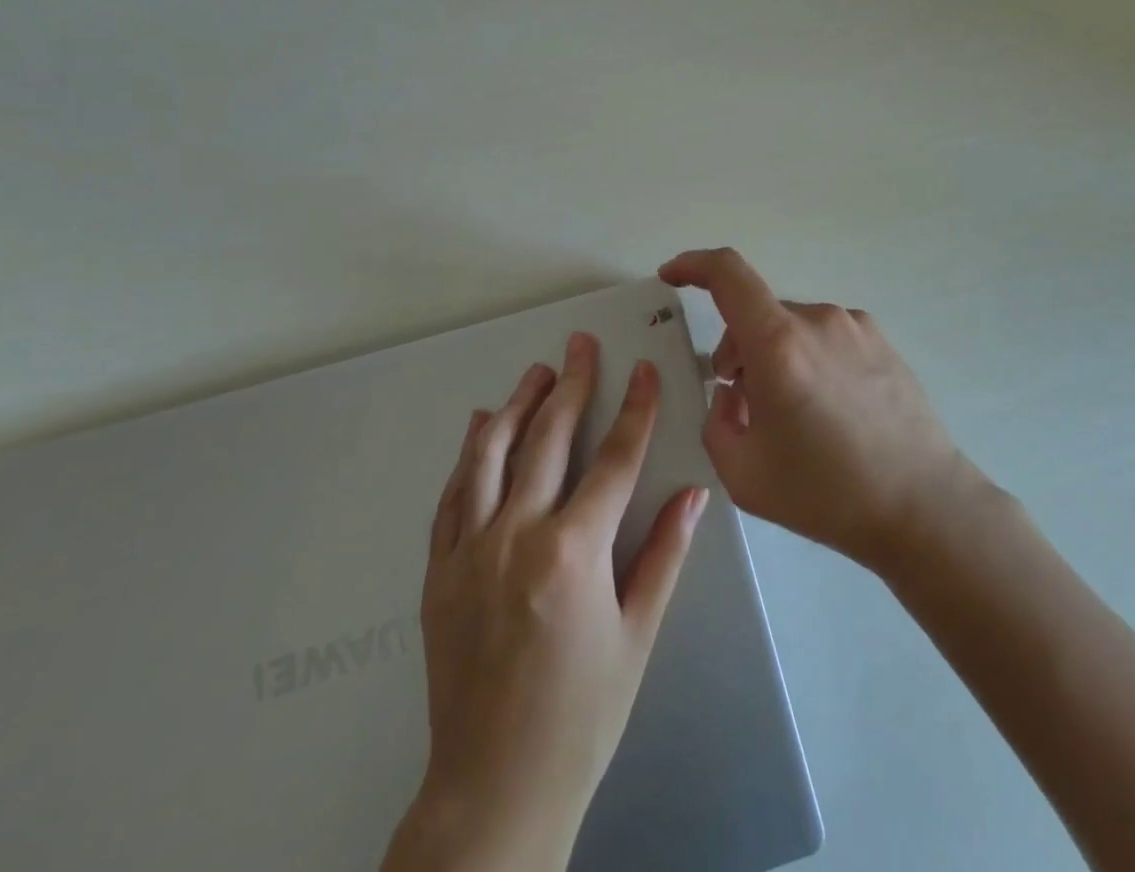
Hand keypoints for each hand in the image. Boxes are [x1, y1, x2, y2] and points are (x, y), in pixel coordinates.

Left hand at [383, 333, 707, 871]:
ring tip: (537, 372)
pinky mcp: (439, 571)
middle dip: (572, 383)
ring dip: (518, 405)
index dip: (635, 408)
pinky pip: (454, 495)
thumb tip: (695, 493)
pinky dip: (470, 454)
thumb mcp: (637, 635)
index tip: (644, 369)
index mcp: (574, 551)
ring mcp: (471, 550)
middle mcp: (518, 536)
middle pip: (550, 438)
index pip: (615, 458)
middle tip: (581, 344)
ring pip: (493, 454)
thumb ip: (664, 554)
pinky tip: (482, 426)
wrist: (494, 791)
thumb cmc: (582, 716)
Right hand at [658, 248, 968, 573]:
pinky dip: (809, 360)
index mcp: (778, 344)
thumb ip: (716, 422)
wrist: (923, 507)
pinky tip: (830, 410)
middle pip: (757, 314)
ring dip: (775, 357)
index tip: (672, 277)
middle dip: (737, 349)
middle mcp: (817, 320)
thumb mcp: (742, 473)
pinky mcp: (882, 341)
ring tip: (793, 416)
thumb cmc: (827, 493)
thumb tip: (731, 393)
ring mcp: (855, 326)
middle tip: (741, 403)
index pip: (727, 274)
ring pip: (792, 328)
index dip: (693, 264)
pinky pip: (826, 338)